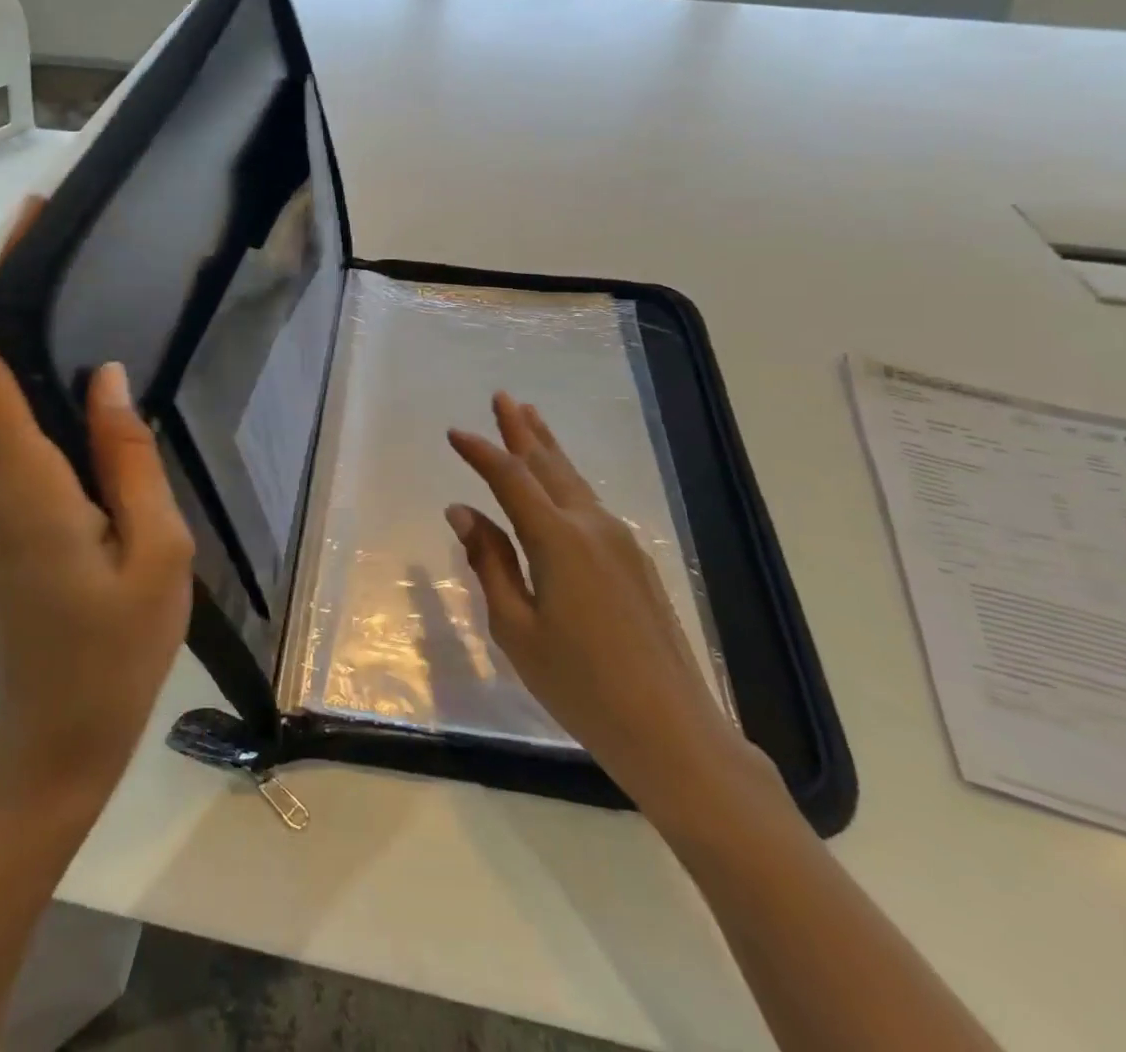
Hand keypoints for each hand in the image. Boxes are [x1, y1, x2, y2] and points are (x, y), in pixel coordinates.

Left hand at [0, 203, 194, 810]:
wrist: (55, 737)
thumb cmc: (115, 651)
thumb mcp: (156, 554)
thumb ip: (129, 459)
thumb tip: (106, 377)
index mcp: (21, 486)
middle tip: (32, 220)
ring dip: (0, 324)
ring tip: (48, 267)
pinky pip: (0, 425)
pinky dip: (14, 372)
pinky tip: (59, 357)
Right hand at [447, 393, 773, 821]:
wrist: (671, 728)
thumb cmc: (579, 684)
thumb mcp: (516, 627)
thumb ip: (490, 562)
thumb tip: (462, 512)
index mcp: (557, 540)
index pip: (509, 479)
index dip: (480, 452)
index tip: (455, 433)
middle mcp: (592, 526)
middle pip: (549, 465)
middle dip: (522, 429)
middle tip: (502, 397)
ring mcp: (620, 541)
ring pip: (574, 481)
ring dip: (547, 449)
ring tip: (530, 419)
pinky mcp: (636, 560)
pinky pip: (590, 505)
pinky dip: (566, 481)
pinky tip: (559, 484)